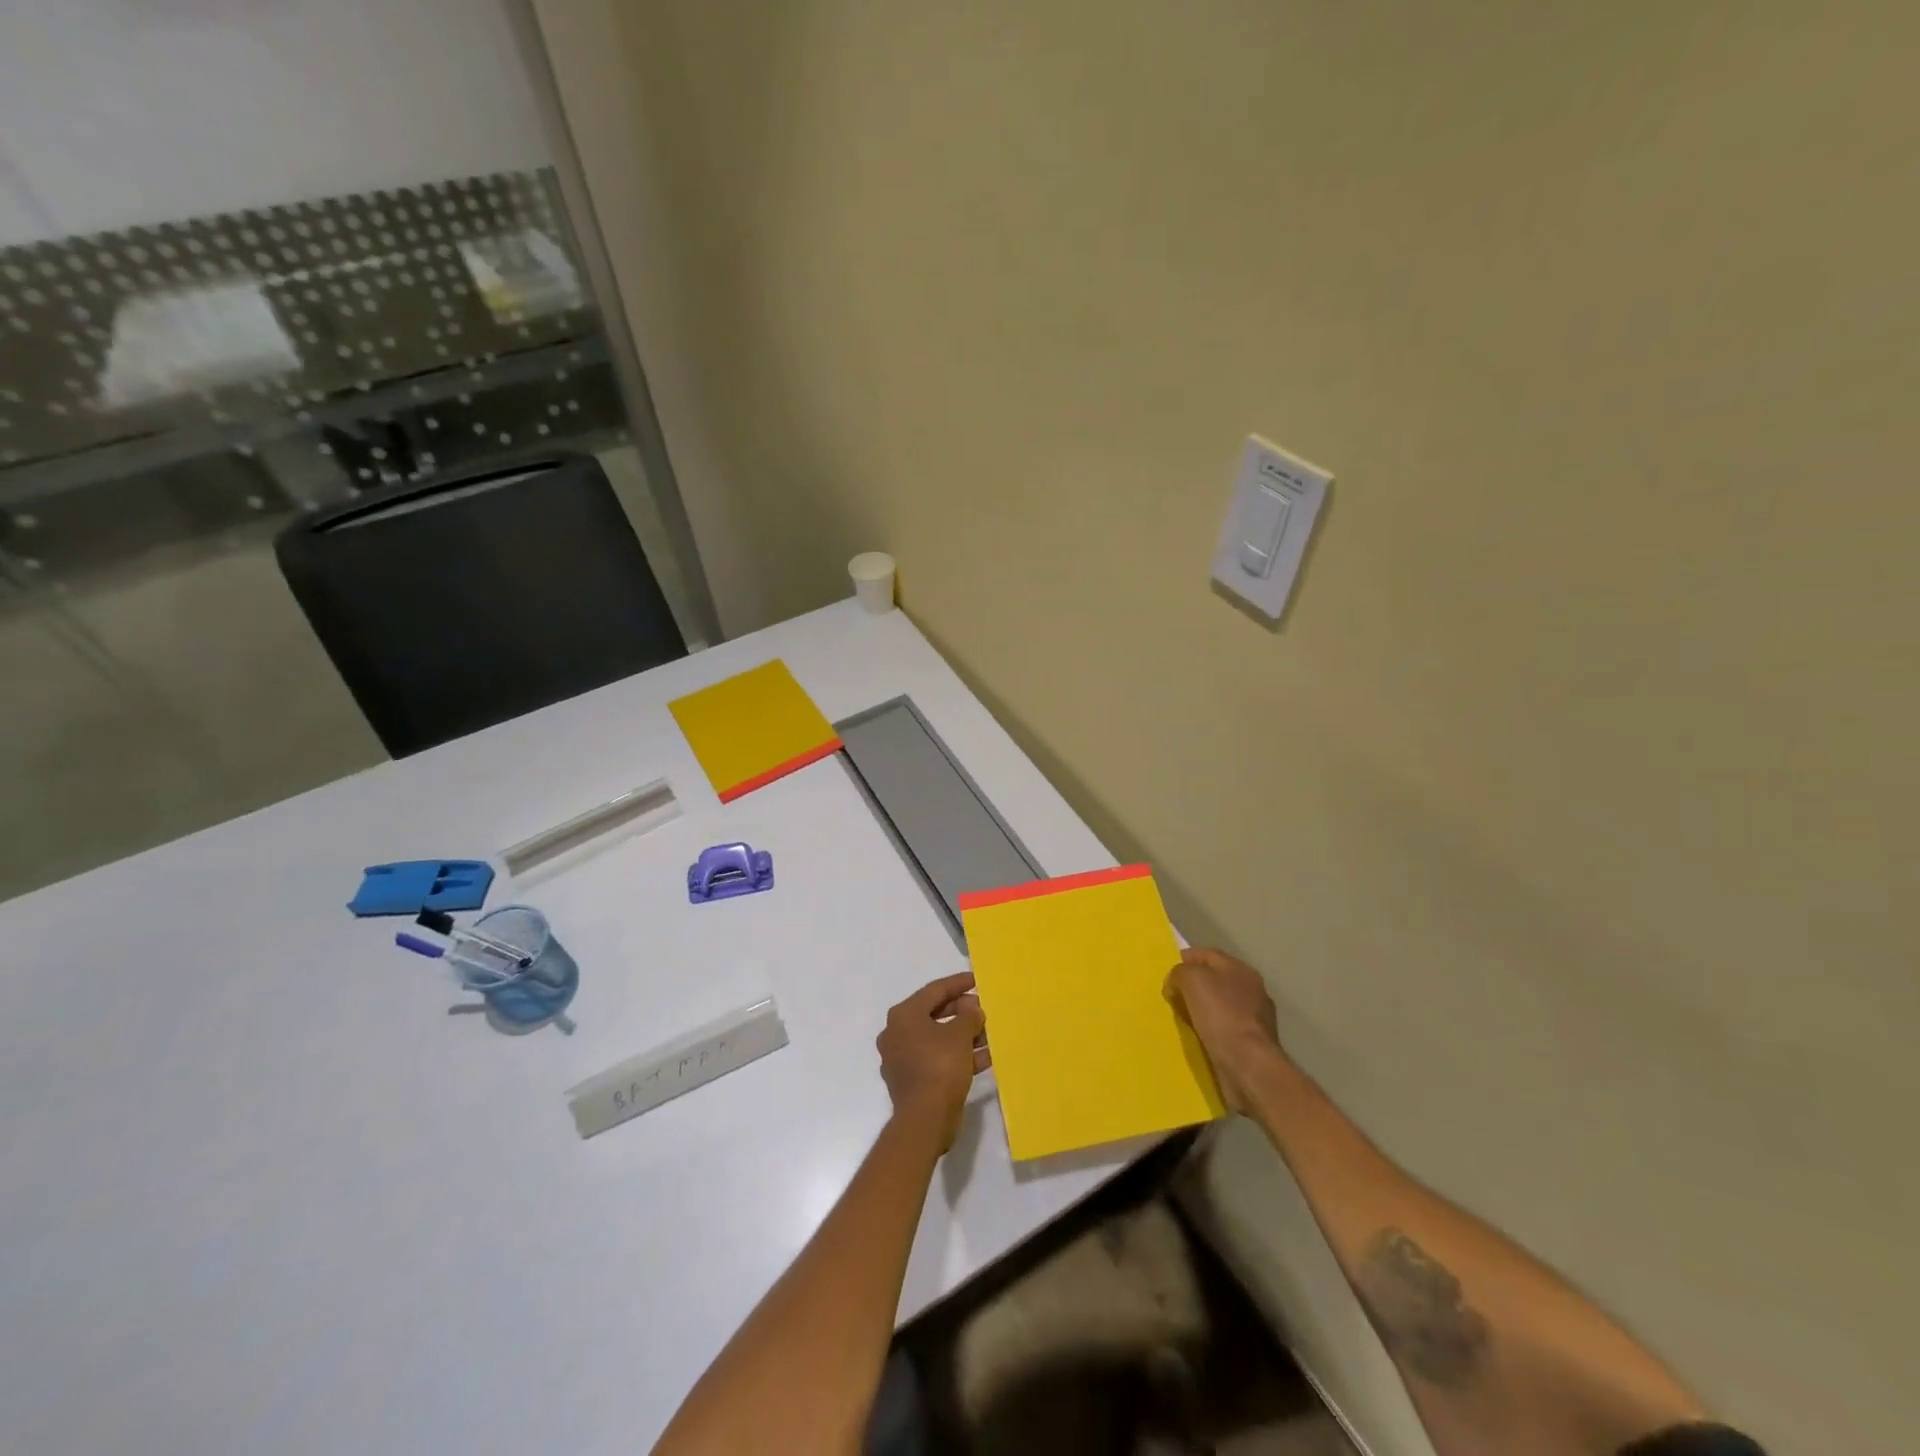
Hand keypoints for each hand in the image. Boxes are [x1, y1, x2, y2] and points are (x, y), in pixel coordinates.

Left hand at [877, 973, 990, 1149]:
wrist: (924, 1120)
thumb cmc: (940, 1067)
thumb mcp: (960, 1035)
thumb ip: (968, 1016)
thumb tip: (972, 1009)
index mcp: (903, 1015)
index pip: (934, 990)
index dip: (958, 984)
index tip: (977, 981)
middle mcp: (897, 1033)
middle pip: (934, 1013)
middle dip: (962, 1012)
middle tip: (983, 1010)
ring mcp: (902, 1058)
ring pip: (937, 1039)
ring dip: (963, 1036)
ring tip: (988, 1035)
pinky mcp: (911, 1081)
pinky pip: (937, 1059)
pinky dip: (958, 1056)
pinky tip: (984, 1058)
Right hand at [1164, 947, 1285, 1113]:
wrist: (1249, 1065)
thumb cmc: (1221, 1015)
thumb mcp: (1192, 980)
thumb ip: (1180, 972)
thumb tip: (1177, 981)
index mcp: (1240, 969)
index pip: (1207, 955)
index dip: (1184, 960)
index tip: (1165, 974)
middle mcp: (1251, 990)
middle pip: (1214, 980)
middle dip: (1192, 986)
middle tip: (1171, 997)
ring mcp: (1255, 1018)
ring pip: (1218, 1006)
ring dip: (1200, 1010)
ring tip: (1180, 1019)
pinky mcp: (1252, 1044)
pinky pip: (1224, 1029)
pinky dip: (1209, 1031)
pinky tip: (1197, 1038)